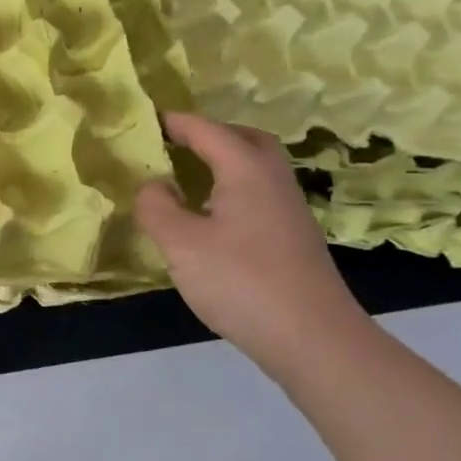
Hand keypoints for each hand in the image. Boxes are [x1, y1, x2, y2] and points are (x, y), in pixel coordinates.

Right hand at [133, 112, 368, 370]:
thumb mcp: (181, 244)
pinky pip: (259, 194)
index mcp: (246, 171)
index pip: (207, 131)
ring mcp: (289, 211)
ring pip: (256, 168)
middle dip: (210, 134)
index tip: (146, 120)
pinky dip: (233, 189)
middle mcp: (273, 181)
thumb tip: (153, 185)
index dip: (175, 123)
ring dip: (224, 162)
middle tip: (177, 144)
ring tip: (188, 178)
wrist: (314, 340)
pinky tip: (212, 217)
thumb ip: (156, 207)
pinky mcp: (293, 239)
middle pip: (246, 140)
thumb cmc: (242, 282)